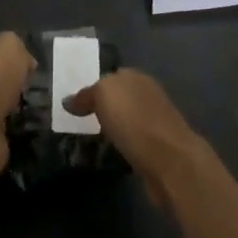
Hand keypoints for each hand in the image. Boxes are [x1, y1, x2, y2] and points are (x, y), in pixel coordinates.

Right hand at [65, 69, 209, 215]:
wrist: (169, 160)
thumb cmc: (134, 120)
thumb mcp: (103, 95)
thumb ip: (86, 94)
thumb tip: (69, 100)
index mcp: (136, 77)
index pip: (111, 76)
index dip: (93, 87)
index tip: (74, 103)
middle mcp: (147, 95)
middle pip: (119, 98)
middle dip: (102, 107)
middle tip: (78, 121)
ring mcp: (155, 122)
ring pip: (126, 120)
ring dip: (113, 128)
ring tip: (90, 139)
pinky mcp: (157, 148)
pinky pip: (132, 141)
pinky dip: (121, 145)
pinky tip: (110, 153)